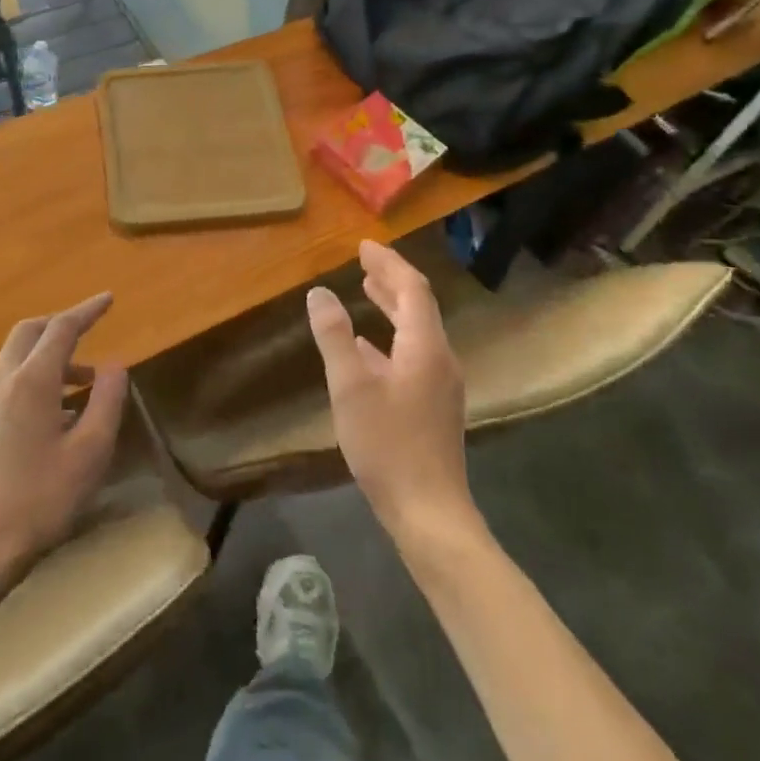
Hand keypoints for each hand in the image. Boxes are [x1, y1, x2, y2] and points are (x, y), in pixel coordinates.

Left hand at [0, 293, 127, 589]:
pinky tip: (56, 411)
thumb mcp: (91, 452)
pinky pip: (8, 381)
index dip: (87, 310)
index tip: (108, 299)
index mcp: (32, 381)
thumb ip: (106, 401)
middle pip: (29, 332)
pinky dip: (35, 376)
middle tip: (90, 330)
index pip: (62, 328)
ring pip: (16, 357)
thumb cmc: (41, 500)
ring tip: (84, 382)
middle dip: (60, 324)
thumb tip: (114, 364)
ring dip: (49, 355)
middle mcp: (3, 382)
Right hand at [307, 241, 475, 546]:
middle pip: (418, 306)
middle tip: (364, 261)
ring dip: (392, 307)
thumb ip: (334, 337)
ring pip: (417, 331)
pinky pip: (414, 354)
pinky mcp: (434, 405)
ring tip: (367, 290)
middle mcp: (440, 358)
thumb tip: (319, 293)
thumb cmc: (388, 446)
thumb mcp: (351, 388)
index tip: (364, 247)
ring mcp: (441, 384)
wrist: (430, 513)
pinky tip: (368, 348)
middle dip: (391, 279)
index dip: (389, 264)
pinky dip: (391, 338)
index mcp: (425, 347)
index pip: (412, 289)